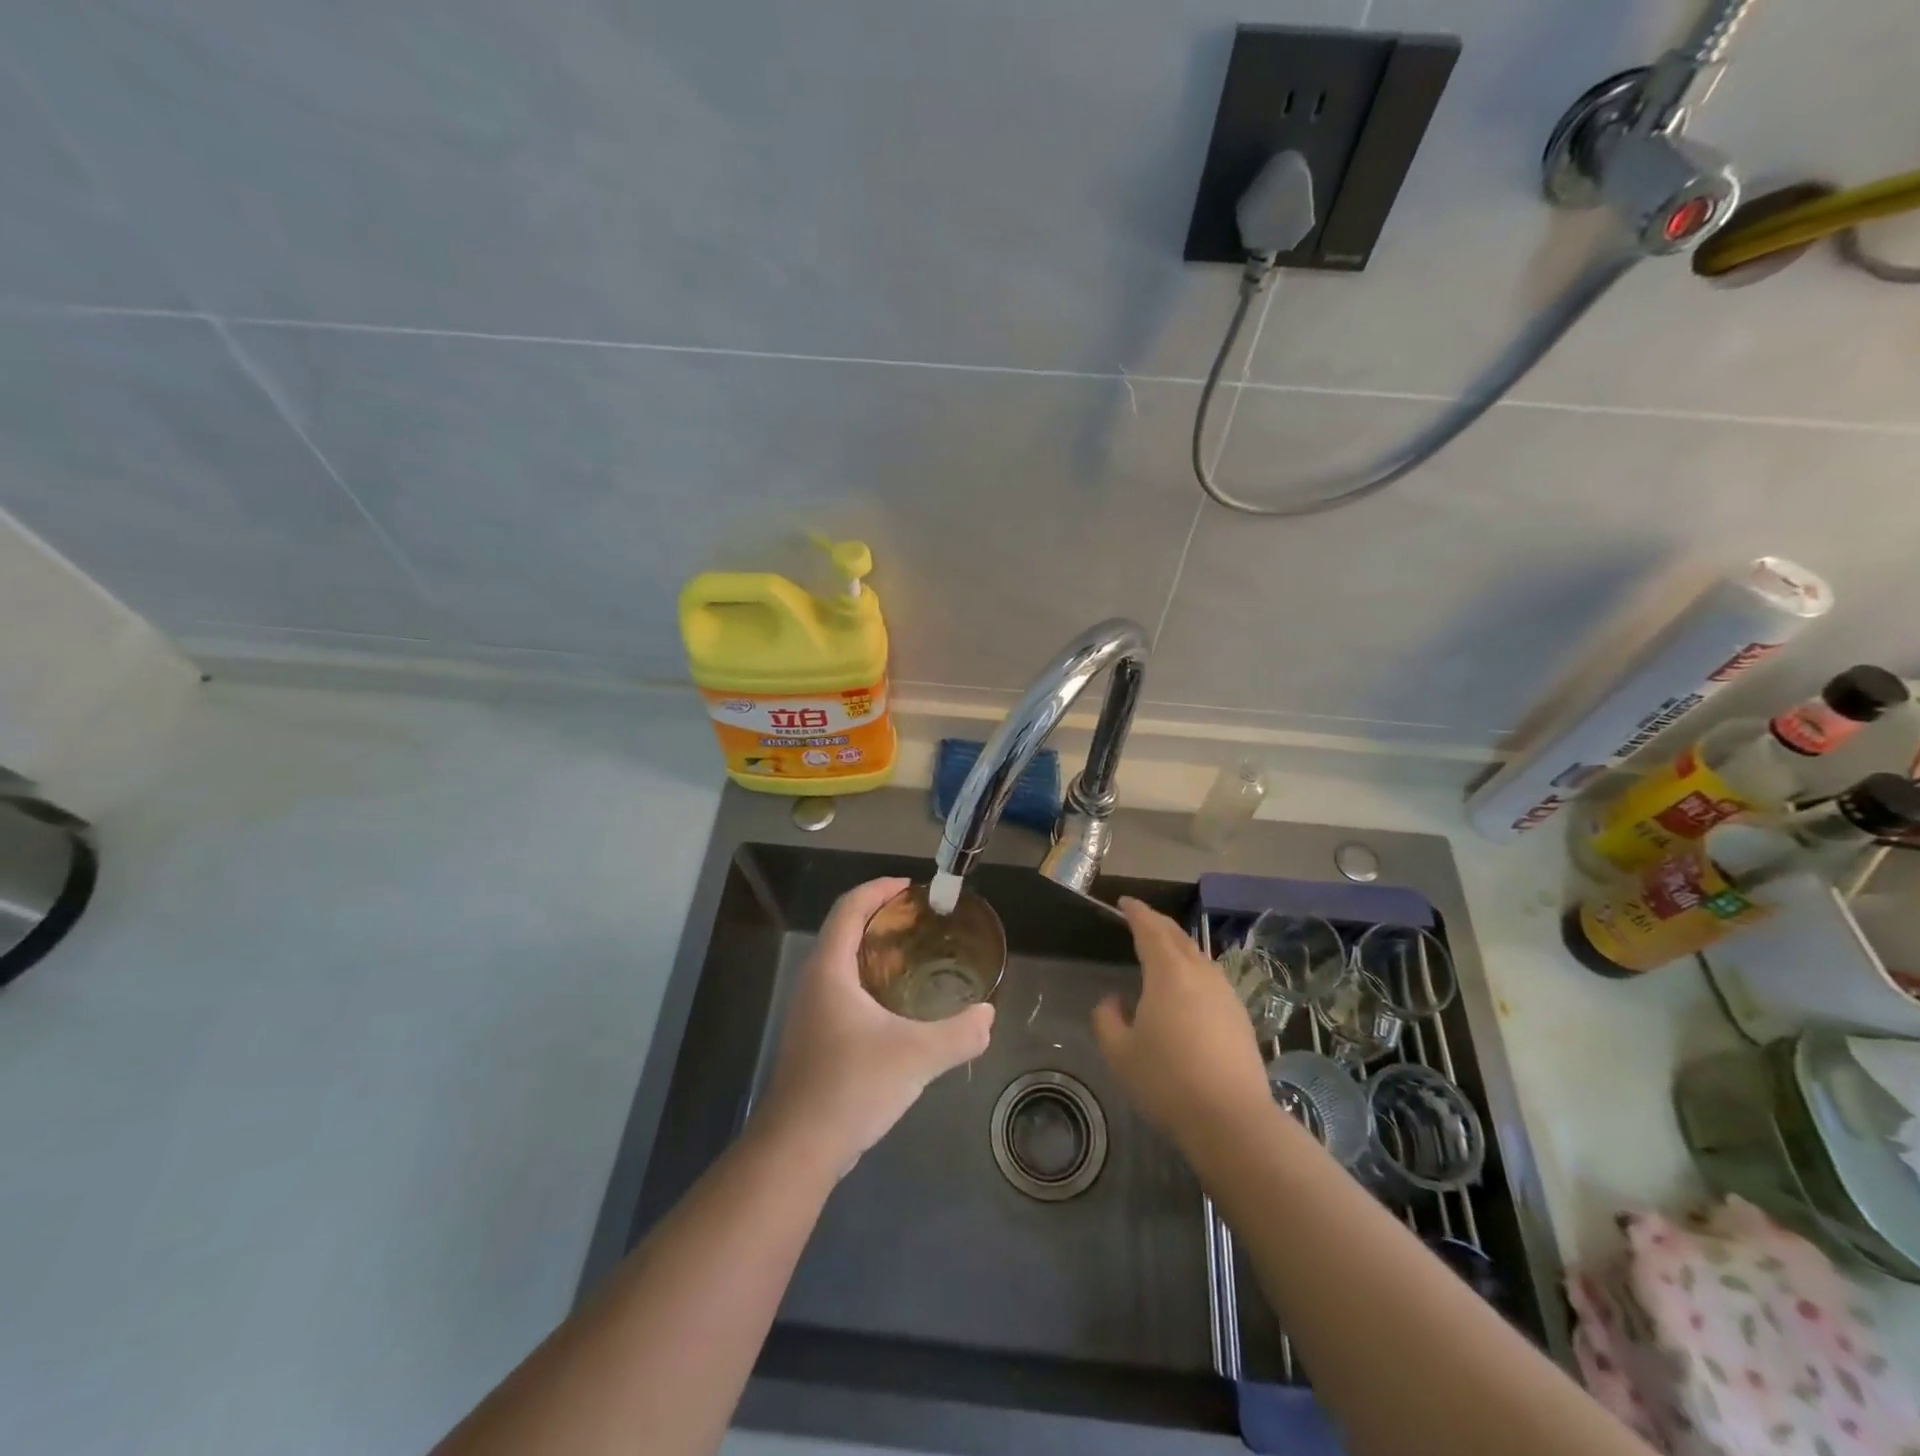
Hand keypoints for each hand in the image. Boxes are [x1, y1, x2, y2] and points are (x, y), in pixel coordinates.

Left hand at [756, 877, 993, 1176]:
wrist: (798, 1149)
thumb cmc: (851, 1087)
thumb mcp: (916, 1056)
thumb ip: (959, 1033)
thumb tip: (988, 1015)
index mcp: (830, 970)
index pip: (850, 908)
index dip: (878, 889)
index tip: (911, 887)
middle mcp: (815, 982)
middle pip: (844, 930)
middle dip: (881, 916)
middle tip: (921, 920)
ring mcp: (810, 1012)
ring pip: (842, 962)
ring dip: (874, 949)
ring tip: (914, 956)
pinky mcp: (814, 1038)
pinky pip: (842, 989)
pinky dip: (869, 978)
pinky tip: (896, 1006)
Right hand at [1092, 897, 1272, 1146]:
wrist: (1233, 1120)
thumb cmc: (1167, 1081)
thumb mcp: (1120, 1053)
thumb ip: (1107, 1019)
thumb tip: (1113, 1001)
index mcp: (1168, 973)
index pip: (1150, 929)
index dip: (1136, 912)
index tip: (1124, 903)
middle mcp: (1200, 973)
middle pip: (1178, 936)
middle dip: (1157, 922)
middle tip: (1139, 918)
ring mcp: (1225, 994)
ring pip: (1198, 956)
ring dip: (1178, 945)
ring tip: (1161, 951)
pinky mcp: (1240, 1016)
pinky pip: (1211, 978)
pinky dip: (1193, 969)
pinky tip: (1186, 990)